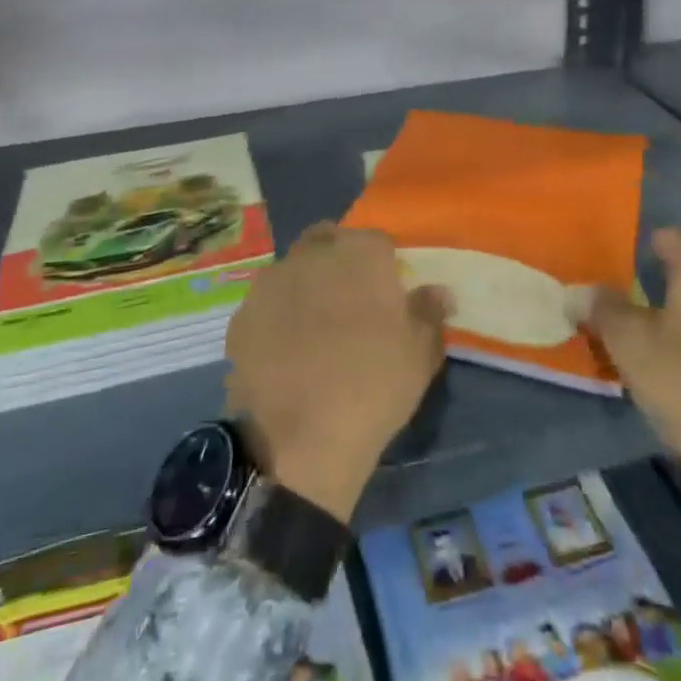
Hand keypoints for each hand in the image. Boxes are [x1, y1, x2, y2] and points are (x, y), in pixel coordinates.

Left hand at [225, 223, 448, 523]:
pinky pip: (266, 305)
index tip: (388, 294)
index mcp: (360, 253)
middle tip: (350, 301)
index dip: (384, 264)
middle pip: (329, 241)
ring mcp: (271, 281)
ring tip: (314, 330)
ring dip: (306, 286)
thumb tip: (438, 290)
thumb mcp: (421, 354)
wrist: (298, 439)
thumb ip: (429, 312)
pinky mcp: (242, 314)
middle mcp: (313, 254)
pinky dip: (277, 318)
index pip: (377, 241)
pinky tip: (285, 352)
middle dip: (339, 260)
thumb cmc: (373, 386)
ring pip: (294, 269)